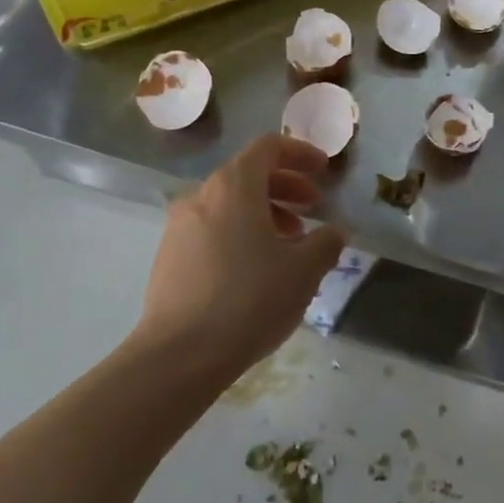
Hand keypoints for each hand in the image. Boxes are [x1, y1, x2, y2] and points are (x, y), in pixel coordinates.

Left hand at [137, 135, 345, 376]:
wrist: (180, 355)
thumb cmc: (250, 299)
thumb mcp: (304, 270)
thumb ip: (326, 242)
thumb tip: (334, 231)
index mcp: (234, 186)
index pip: (268, 147)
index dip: (300, 153)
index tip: (323, 171)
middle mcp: (201, 196)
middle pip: (248, 174)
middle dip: (286, 187)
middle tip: (313, 208)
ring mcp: (179, 227)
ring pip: (229, 204)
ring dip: (264, 213)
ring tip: (290, 244)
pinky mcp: (169, 257)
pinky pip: (212, 229)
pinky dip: (240, 233)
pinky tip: (258, 269)